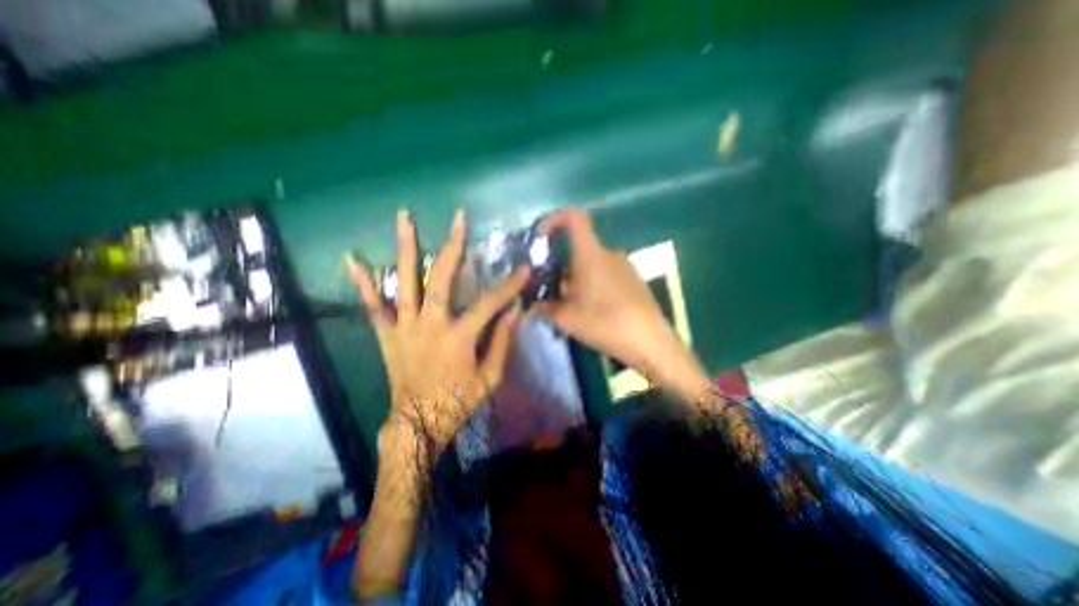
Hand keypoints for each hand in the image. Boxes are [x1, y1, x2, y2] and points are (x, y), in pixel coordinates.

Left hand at [348, 206, 528, 457]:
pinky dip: (363, 283)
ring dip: (405, 248)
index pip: (489, 303)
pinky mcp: (386, 334)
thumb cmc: (458, 401)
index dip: (509, 286)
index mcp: (458, 337)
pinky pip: (372, 305)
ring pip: (404, 281)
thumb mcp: (490, 377)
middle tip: (457, 219)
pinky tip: (353, 259)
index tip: (523, 268)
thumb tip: (513, 312)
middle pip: (441, 278)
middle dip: (452, 246)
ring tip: (404, 217)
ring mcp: (404, 326)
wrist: (418, 422)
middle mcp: (430, 324)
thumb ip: (502, 342)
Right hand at [536, 209, 714, 400]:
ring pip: (592, 265)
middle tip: (556, 295)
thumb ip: (546, 308)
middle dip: (563, 269)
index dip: (554, 219)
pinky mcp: (634, 280)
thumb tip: (534, 304)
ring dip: (579, 281)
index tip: (541, 237)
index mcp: (590, 254)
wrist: (649, 341)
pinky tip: (596, 312)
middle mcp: (609, 253)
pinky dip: (595, 286)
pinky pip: (607, 275)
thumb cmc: (604, 323)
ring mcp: (625, 266)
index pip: (573, 218)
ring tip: (575, 309)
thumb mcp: (567, 318)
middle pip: (579, 250)